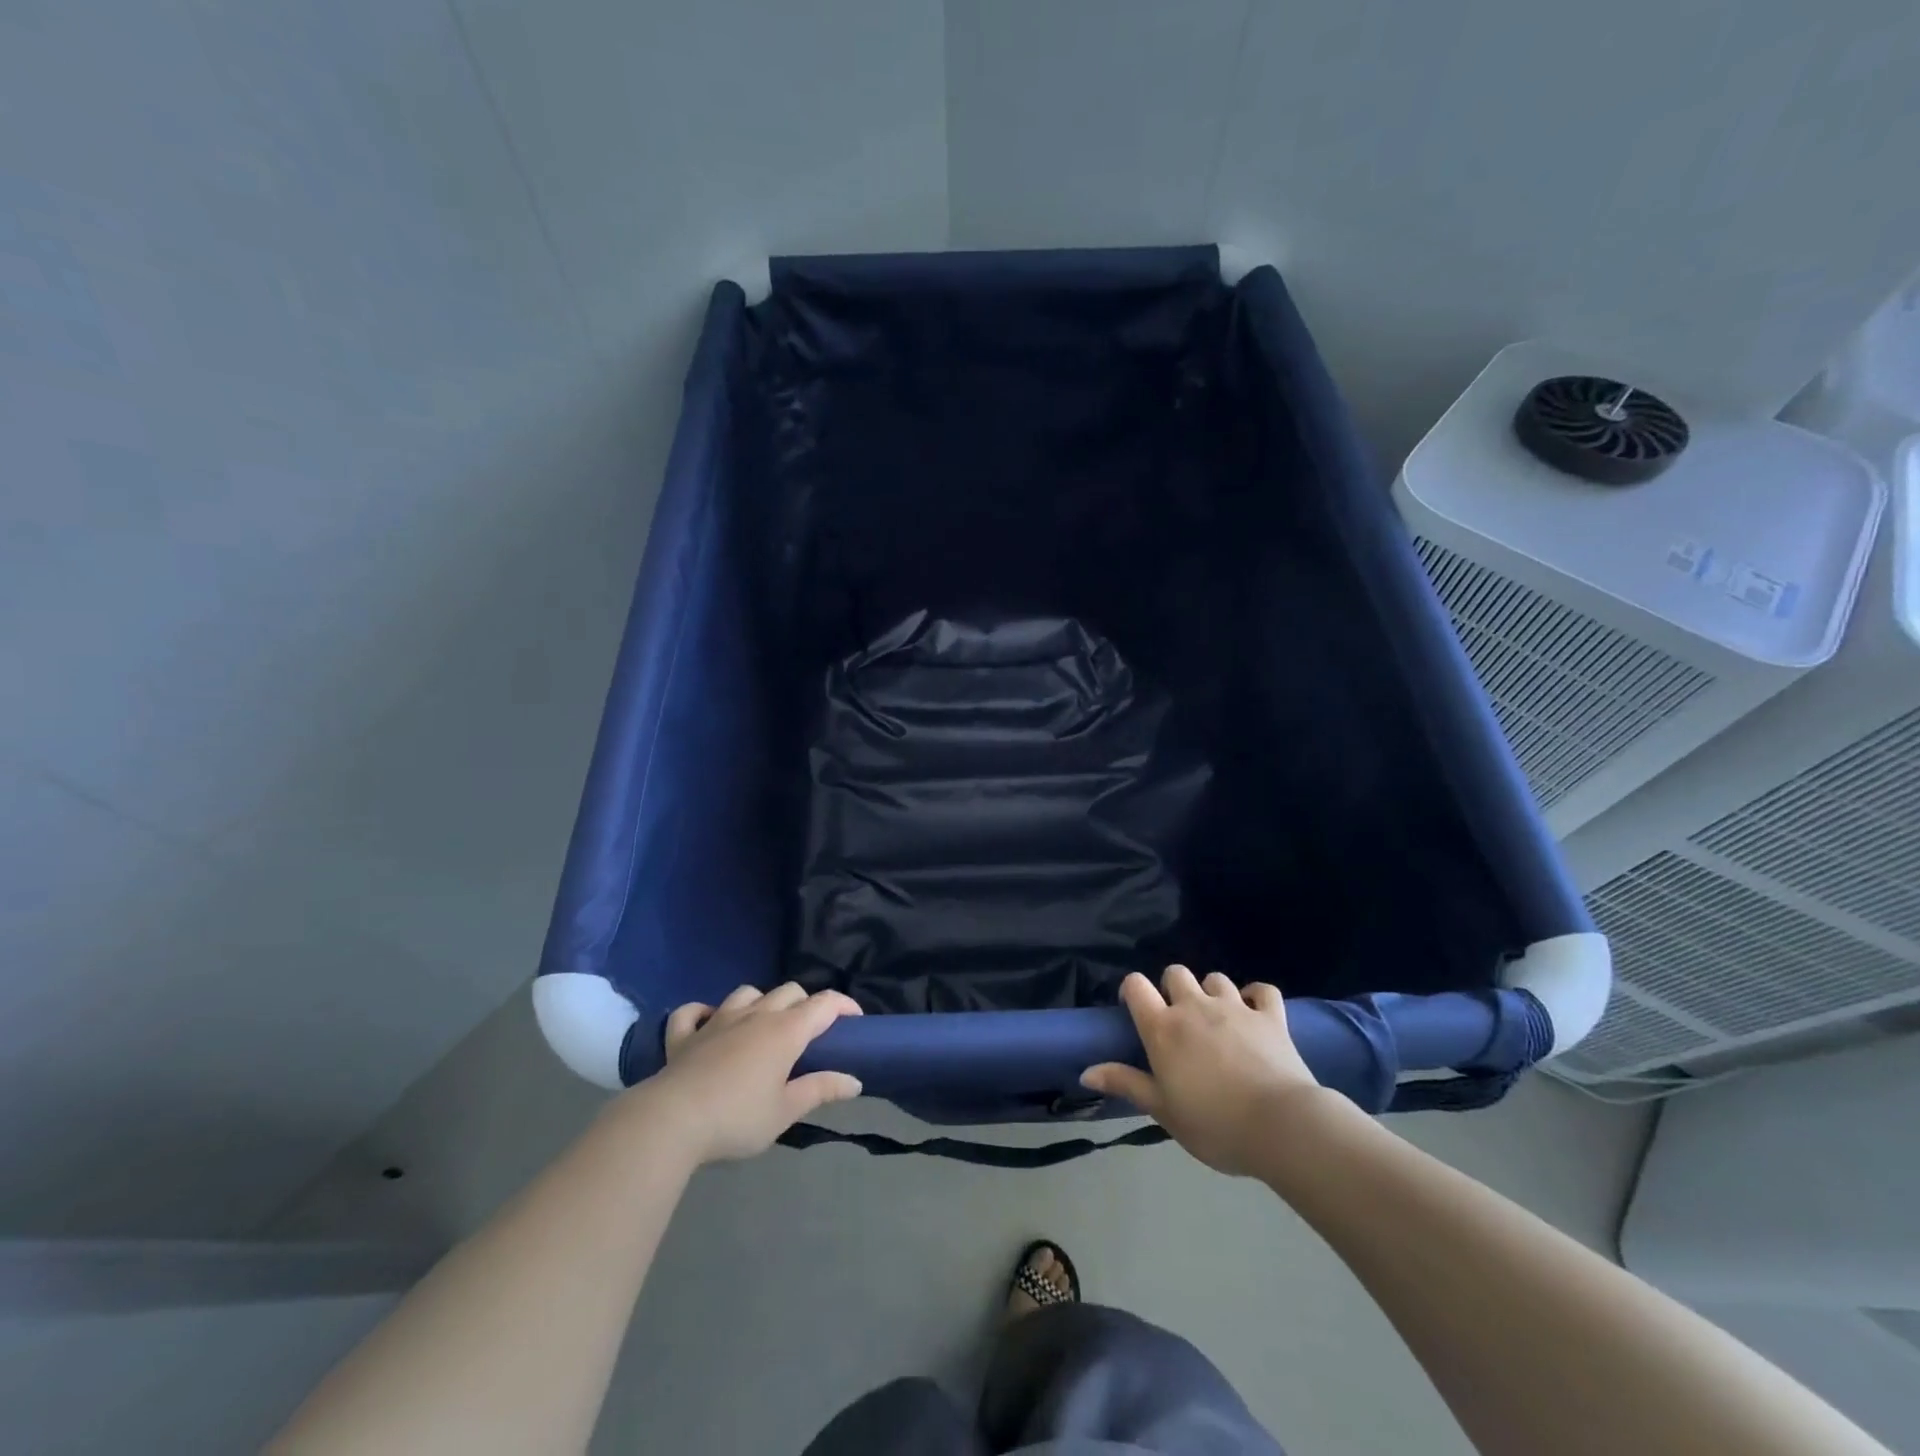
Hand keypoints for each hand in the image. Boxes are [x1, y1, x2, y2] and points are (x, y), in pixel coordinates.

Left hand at [640, 984, 863, 1164]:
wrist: (672, 1121)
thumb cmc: (737, 1118)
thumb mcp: (786, 1111)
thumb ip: (821, 1090)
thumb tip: (855, 1081)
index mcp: (785, 1031)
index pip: (824, 1004)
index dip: (844, 1005)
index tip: (855, 1019)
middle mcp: (755, 1015)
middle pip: (789, 991)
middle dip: (805, 1004)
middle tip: (809, 1033)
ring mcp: (717, 1021)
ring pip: (747, 992)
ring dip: (761, 1002)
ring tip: (763, 1025)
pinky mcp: (684, 1035)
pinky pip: (692, 1012)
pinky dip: (702, 1012)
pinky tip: (708, 1022)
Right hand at [1080, 966, 1329, 1176]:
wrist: (1281, 1126)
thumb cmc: (1214, 1123)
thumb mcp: (1163, 1110)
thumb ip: (1126, 1084)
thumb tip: (1085, 1072)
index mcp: (1163, 1028)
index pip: (1136, 986)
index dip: (1132, 990)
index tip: (1135, 1009)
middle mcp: (1195, 1007)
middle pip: (1176, 973)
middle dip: (1173, 987)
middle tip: (1178, 1018)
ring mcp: (1235, 1007)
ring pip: (1216, 978)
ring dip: (1212, 992)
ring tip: (1216, 1017)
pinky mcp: (1270, 1015)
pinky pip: (1262, 991)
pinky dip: (1256, 997)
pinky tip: (1255, 1011)